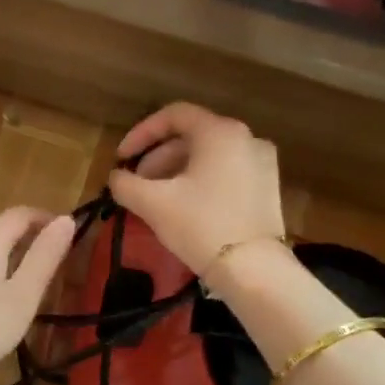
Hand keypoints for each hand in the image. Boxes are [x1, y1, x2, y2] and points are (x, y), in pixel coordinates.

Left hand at [0, 206, 75, 384]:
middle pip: (0, 229)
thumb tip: (66, 220)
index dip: (47, 219)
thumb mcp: (23, 296)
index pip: (21, 214)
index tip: (69, 236)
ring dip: (10, 256)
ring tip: (30, 284)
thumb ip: (45, 256)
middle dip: (29, 239)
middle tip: (54, 265)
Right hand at [107, 103, 286, 278]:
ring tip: (157, 198)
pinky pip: (226, 173)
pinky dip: (201, 182)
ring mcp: (262, 163)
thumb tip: (116, 178)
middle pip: (192, 136)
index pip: (173, 115)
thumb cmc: (201, 225)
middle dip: (158, 158)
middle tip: (136, 184)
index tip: (122, 158)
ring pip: (209, 156)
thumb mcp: (153, 203)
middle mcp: (246, 138)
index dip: (141, 134)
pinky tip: (184, 207)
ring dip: (177, 171)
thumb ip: (125, 184)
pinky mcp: (268, 188)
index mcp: (220, 132)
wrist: (253, 270)